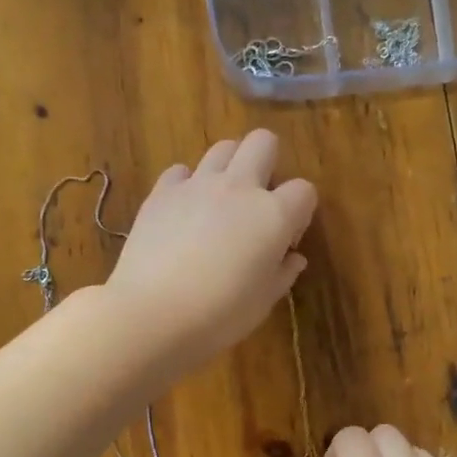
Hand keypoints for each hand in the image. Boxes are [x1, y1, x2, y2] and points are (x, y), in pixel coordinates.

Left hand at [104, 130, 316, 378]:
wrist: (152, 314)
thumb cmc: (219, 315)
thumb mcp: (263, 301)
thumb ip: (283, 273)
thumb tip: (292, 258)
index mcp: (274, 215)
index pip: (304, 190)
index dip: (300, 212)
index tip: (286, 240)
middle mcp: (239, 187)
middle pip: (263, 142)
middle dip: (268, 162)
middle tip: (257, 199)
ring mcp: (197, 185)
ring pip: (223, 148)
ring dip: (229, 167)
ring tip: (220, 201)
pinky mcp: (162, 192)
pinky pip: (180, 171)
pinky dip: (187, 184)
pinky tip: (183, 210)